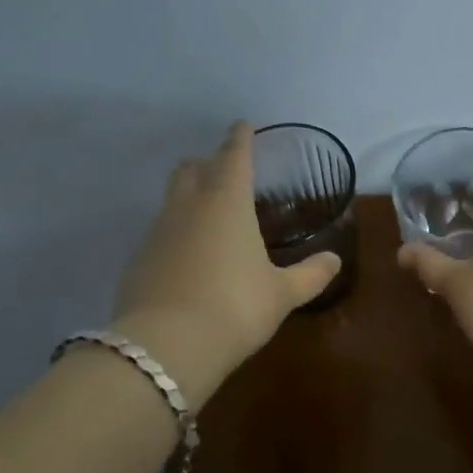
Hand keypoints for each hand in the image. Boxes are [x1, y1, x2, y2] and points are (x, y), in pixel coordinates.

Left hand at [112, 123, 340, 392]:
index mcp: (227, 202)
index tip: (243, 125)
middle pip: (192, 169)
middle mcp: (188, 207)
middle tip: (224, 169)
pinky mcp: (138, 260)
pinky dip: (175, 232)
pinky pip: (160, 232)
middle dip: (207, 162)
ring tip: (208, 214)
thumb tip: (334, 260)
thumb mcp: (282, 294)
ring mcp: (157, 232)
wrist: (165, 347)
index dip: (240, 138)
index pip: (233, 156)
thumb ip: (310, 274)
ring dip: (189, 196)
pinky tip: (188, 256)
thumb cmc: (235, 307)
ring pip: (171, 199)